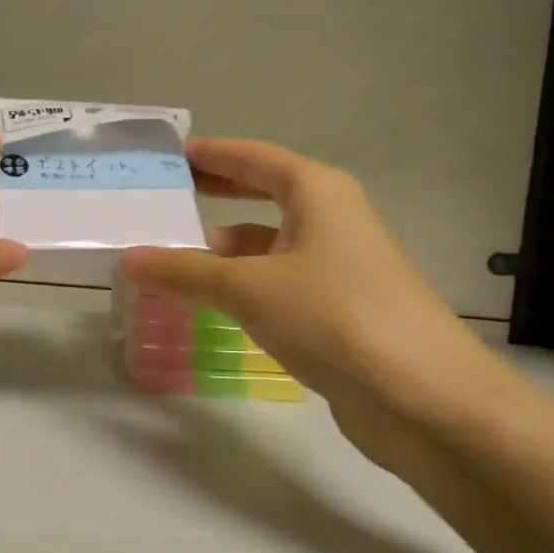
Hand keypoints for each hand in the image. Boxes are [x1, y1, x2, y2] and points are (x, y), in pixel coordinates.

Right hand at [122, 138, 521, 457]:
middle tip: (165, 198)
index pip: (254, 157)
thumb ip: (185, 272)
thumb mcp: (249, 288)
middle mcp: (330, 220)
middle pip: (263, 195)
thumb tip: (129, 259)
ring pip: (268, 245)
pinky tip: (210, 304)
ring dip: (223, 251)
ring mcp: (337, 267)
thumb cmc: (335, 316)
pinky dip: (242, 286)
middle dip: (216, 196)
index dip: (212, 153)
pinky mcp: (337, 310)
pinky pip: (276, 283)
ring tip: (170, 261)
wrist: (424, 399)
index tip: (171, 154)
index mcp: (317, 192)